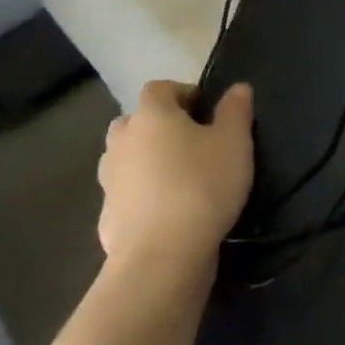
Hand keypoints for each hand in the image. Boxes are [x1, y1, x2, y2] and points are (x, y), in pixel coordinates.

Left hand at [98, 80, 254, 287]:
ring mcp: (109, 181)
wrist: (161, 256)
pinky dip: (142, 195)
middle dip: (159, 126)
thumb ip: (235, 110)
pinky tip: (168, 211)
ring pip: (126, 158)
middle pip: (135, 122)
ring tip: (180, 176)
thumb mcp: (234, 142)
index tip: (206, 110)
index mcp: (151, 116)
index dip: (183, 93)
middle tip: (191, 142)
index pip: (160, 88)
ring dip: (147, 160)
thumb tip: (238, 88)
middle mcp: (122, 142)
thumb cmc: (202, 185)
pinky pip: (126, 194)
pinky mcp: (106, 217)